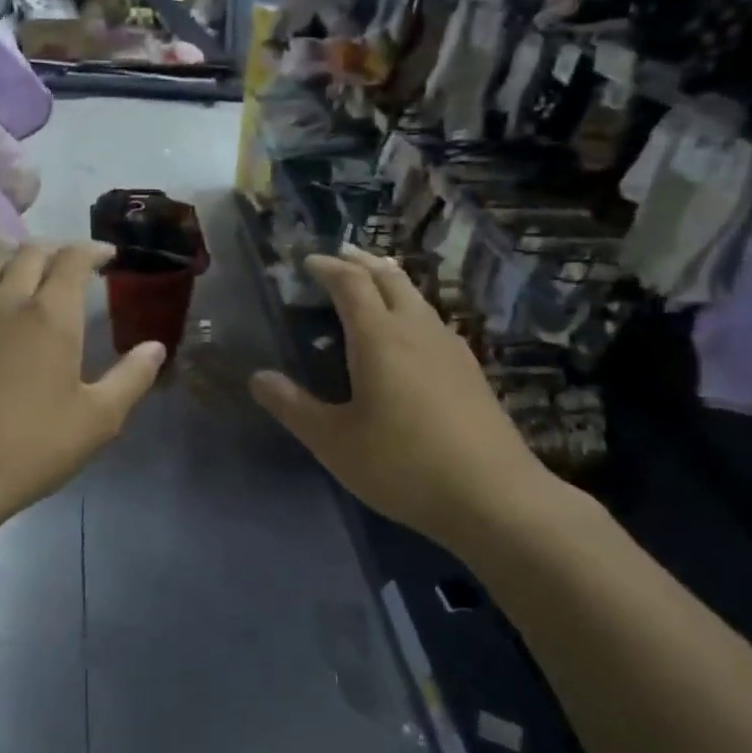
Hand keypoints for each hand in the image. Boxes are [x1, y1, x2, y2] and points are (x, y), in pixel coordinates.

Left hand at [0, 243, 165, 530]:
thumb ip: (131, 378)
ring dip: (15, 259)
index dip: (93, 249)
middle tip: (71, 263)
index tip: (107, 255)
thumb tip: (156, 347)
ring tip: (28, 270)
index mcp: (51, 317)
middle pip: (31, 254)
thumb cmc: (32, 447)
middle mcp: (7, 302)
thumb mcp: (98, 420)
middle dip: (56, 250)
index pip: (73, 260)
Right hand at [249, 246, 569, 554]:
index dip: (326, 267)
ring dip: (388, 280)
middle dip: (360, 261)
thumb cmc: (402, 465)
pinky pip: (432, 319)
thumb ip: (293, 407)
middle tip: (339, 256)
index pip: (350, 283)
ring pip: (416, 295)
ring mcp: (450, 346)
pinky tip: (410, 333)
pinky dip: (409, 306)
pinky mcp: (470, 368)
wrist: (494, 496)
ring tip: (372, 282)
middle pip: (388, 277)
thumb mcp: (334, 442)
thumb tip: (258, 377)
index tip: (307, 262)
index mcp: (379, 337)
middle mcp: (416, 329)